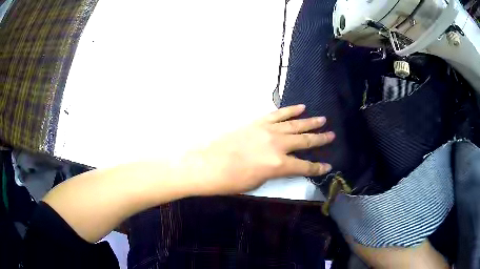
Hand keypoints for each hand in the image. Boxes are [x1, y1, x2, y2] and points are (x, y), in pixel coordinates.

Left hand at [187, 104, 334, 194]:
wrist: (207, 164)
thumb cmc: (231, 181)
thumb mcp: (258, 182)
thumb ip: (275, 171)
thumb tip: (283, 165)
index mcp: (279, 165)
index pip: (305, 166)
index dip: (318, 167)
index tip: (328, 165)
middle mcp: (278, 145)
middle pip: (305, 141)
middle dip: (320, 139)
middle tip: (331, 135)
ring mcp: (268, 130)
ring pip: (295, 124)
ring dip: (310, 122)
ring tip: (322, 120)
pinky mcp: (258, 122)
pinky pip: (278, 114)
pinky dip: (290, 110)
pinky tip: (301, 107)